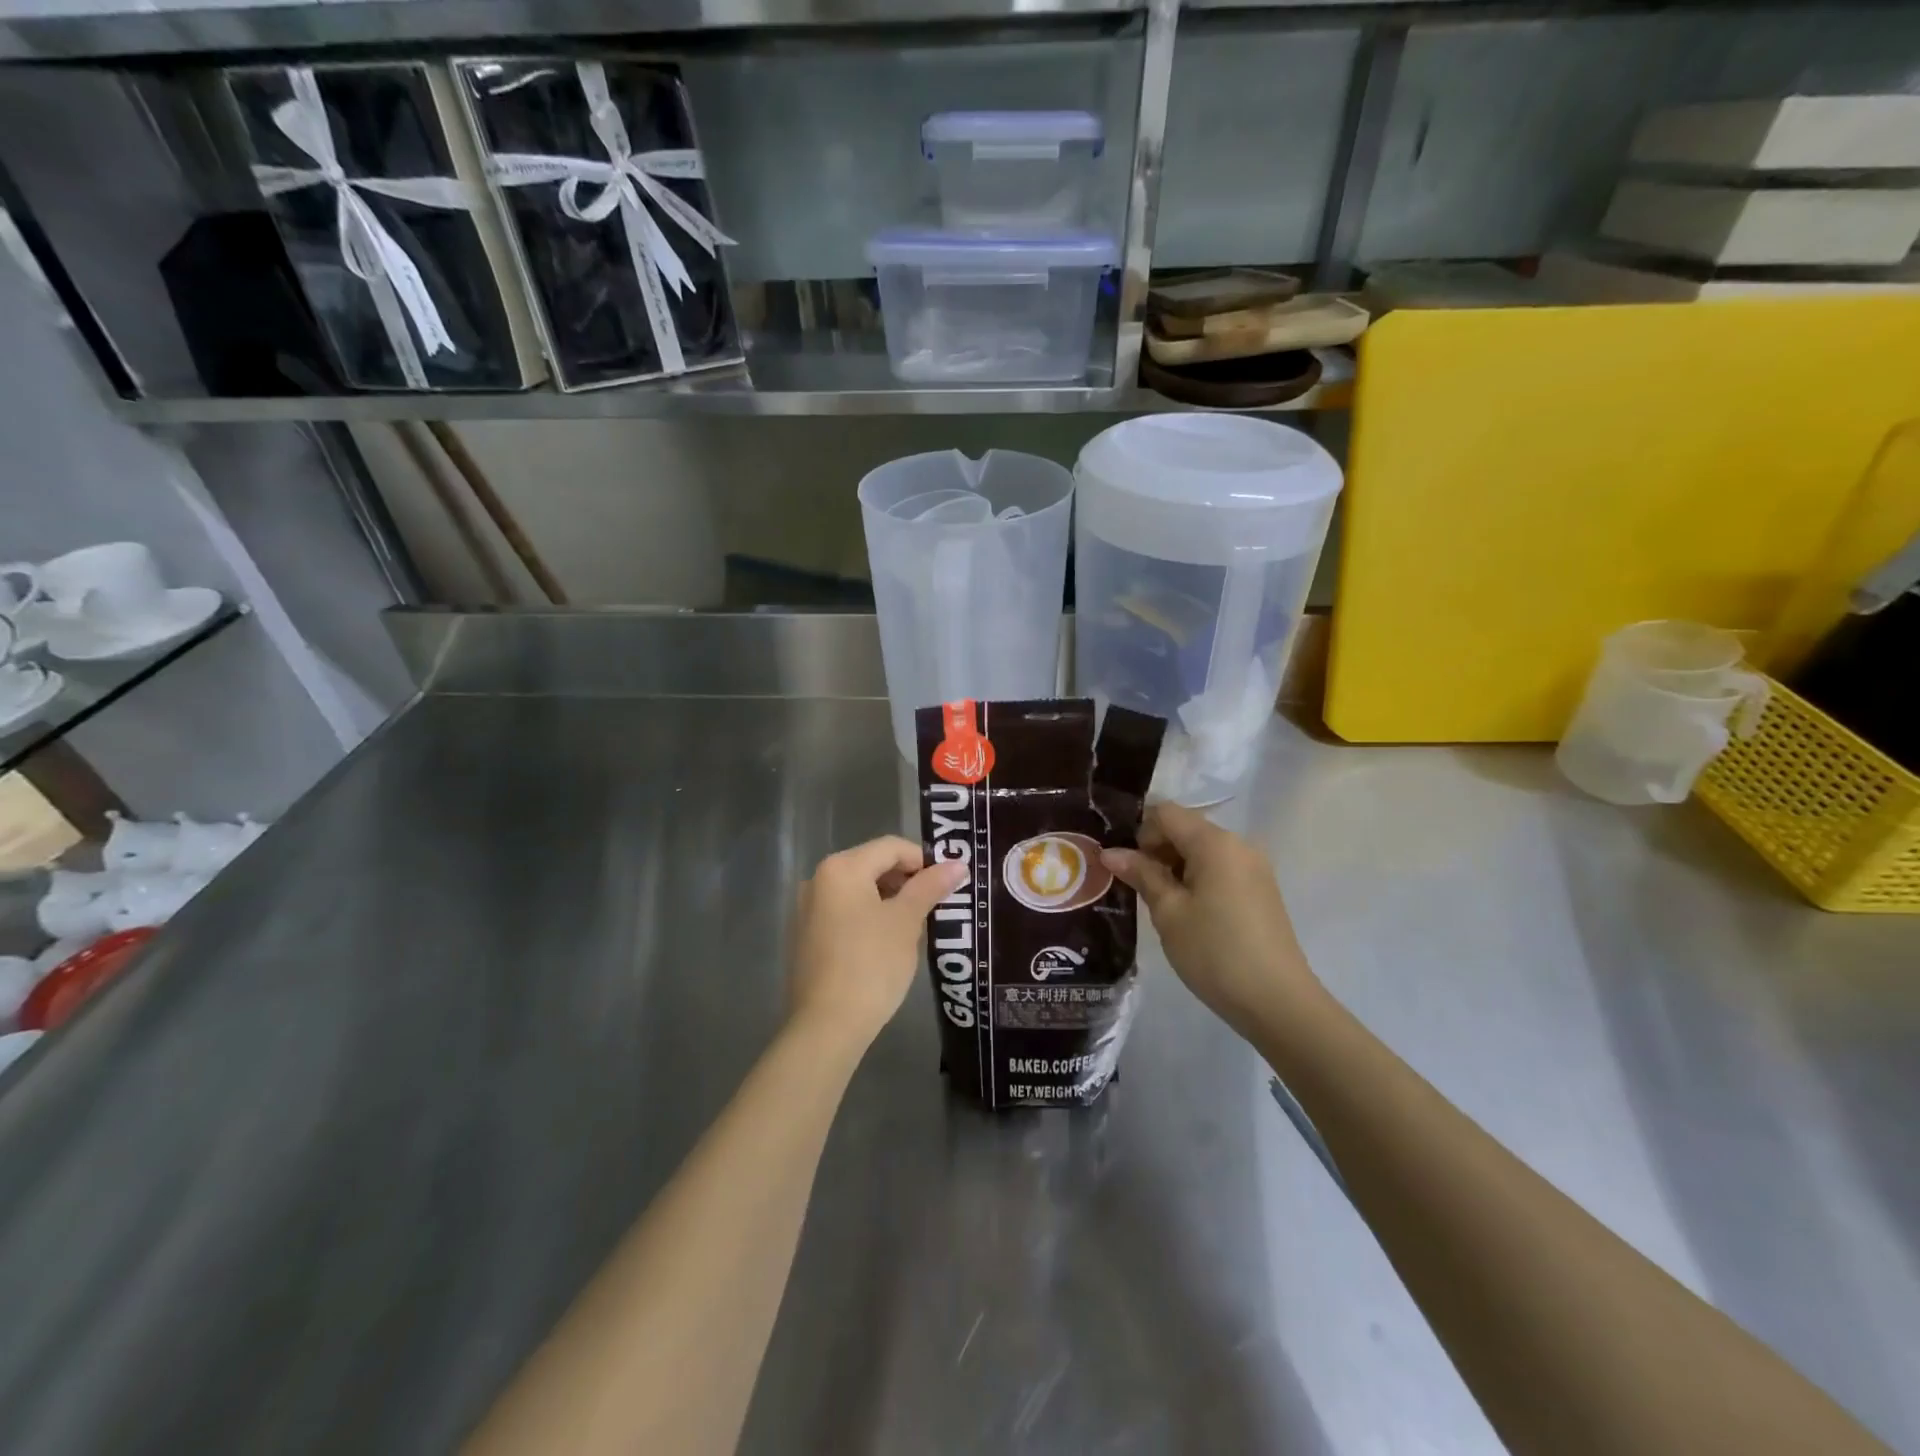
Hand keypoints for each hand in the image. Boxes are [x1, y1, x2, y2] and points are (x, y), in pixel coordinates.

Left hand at [789, 836, 966, 1051]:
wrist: (826, 1026)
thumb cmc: (871, 964)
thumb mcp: (906, 922)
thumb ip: (930, 887)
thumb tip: (958, 864)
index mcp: (841, 868)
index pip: (891, 847)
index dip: (924, 860)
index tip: (948, 884)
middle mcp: (818, 879)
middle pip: (872, 864)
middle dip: (907, 880)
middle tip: (935, 905)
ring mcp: (807, 908)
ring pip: (859, 890)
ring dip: (889, 899)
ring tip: (915, 926)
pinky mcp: (806, 935)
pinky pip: (844, 911)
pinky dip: (869, 916)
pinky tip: (887, 943)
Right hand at [1103, 804, 1325, 1044]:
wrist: (1277, 1001)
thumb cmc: (1214, 952)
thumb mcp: (1169, 913)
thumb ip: (1141, 874)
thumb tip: (1110, 852)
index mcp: (1215, 842)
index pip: (1166, 813)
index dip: (1141, 834)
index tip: (1130, 869)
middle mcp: (1239, 844)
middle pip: (1186, 829)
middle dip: (1157, 851)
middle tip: (1139, 890)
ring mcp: (1254, 867)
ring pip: (1202, 851)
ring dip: (1176, 868)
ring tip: (1163, 906)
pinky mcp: (1261, 889)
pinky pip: (1220, 869)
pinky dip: (1198, 880)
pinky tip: (1191, 915)